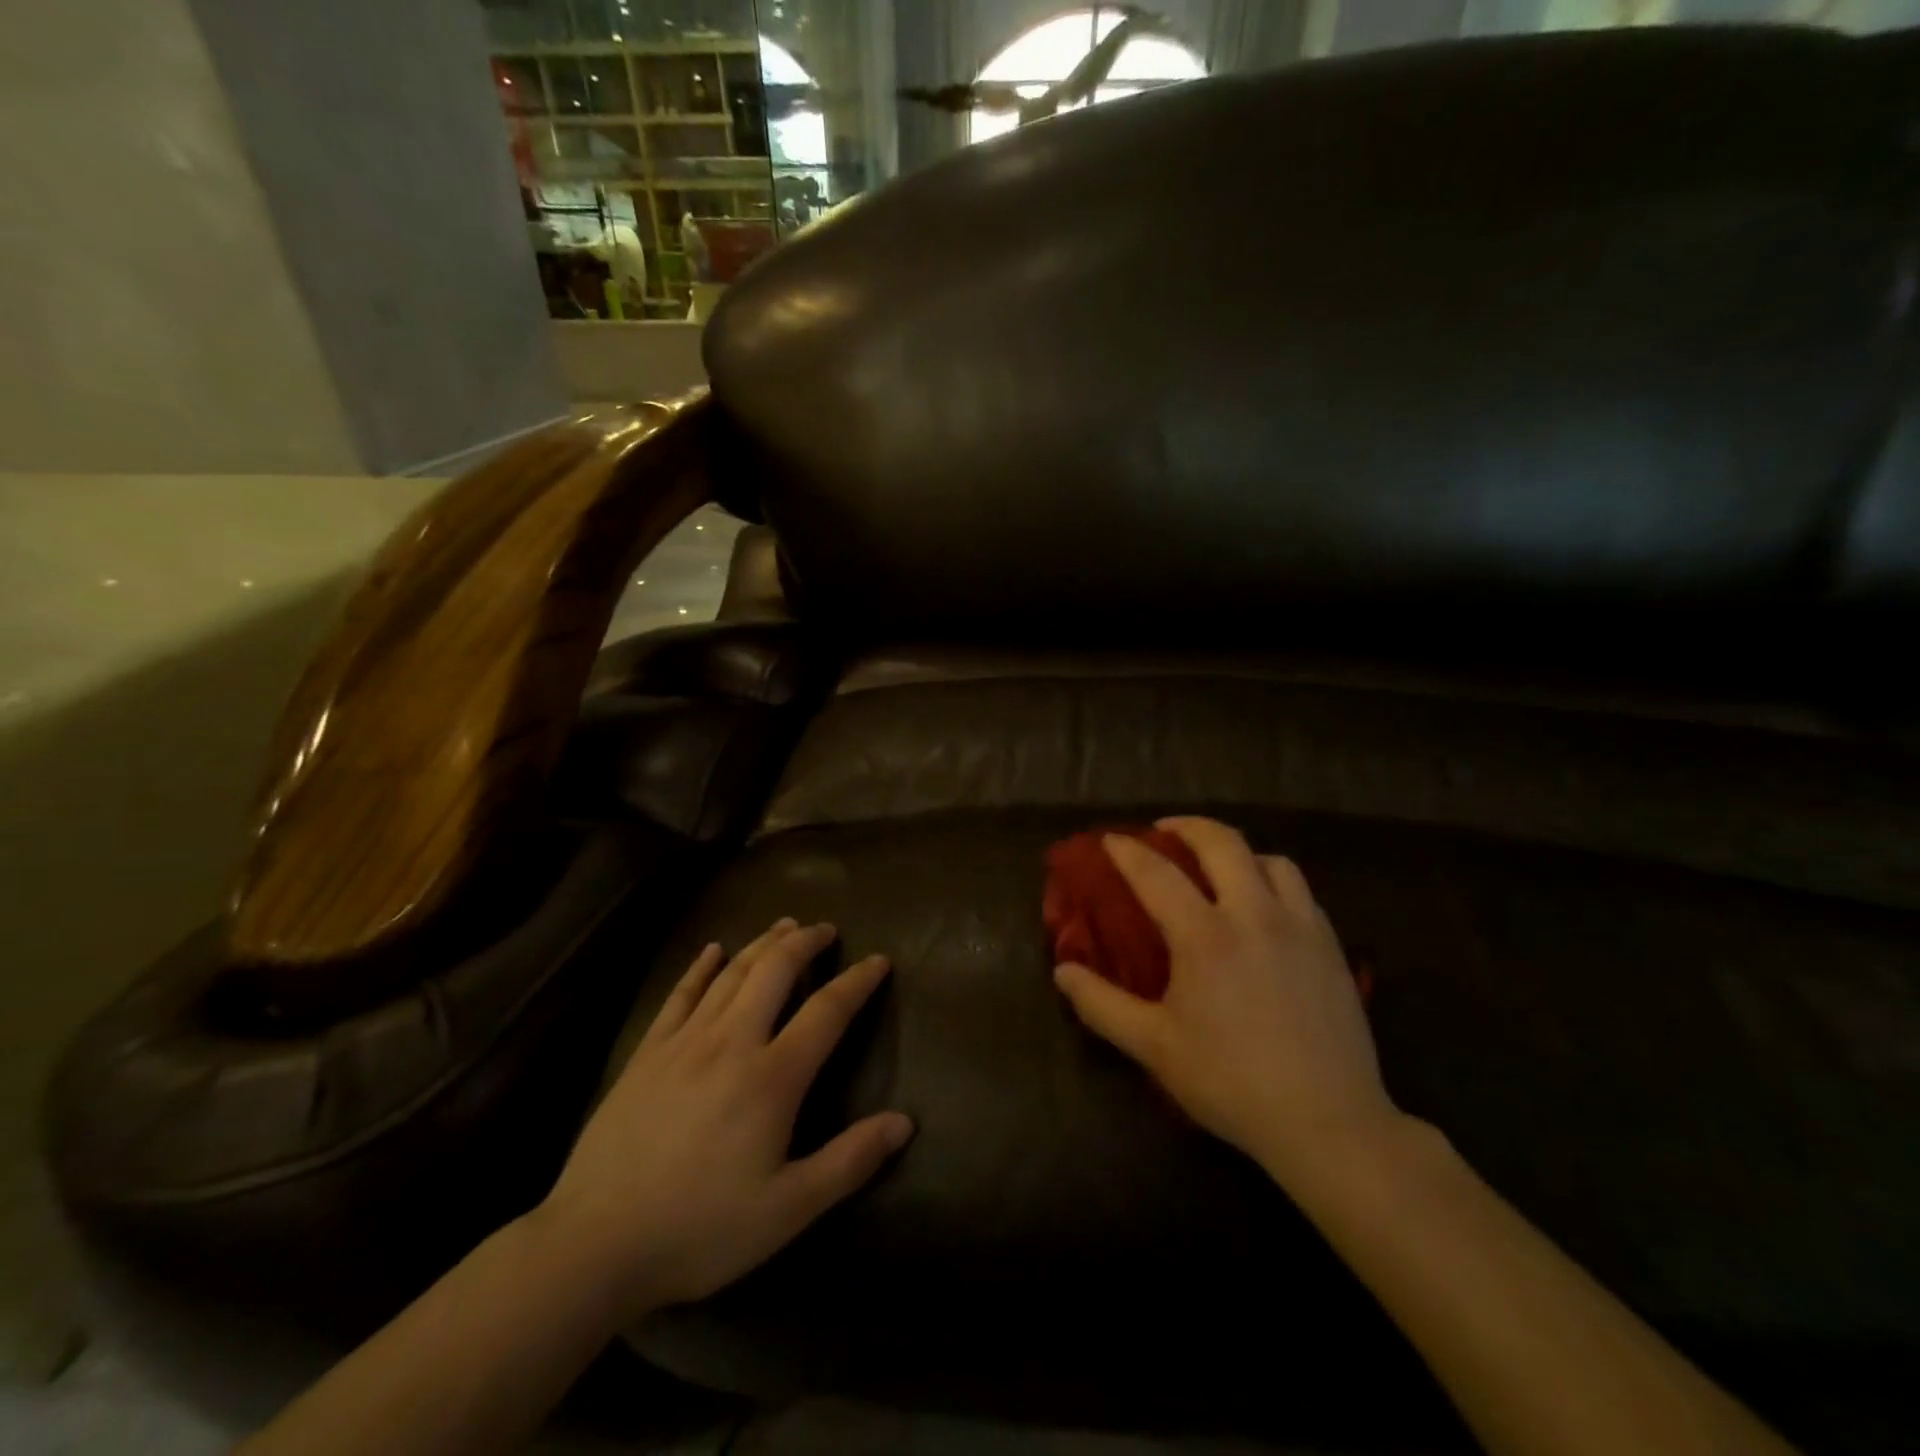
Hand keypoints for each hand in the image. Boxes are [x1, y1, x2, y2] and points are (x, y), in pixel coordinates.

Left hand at [533, 919, 911, 1324]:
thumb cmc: (701, 1228)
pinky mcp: (647, 1052)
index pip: (827, 1010)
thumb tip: (905, 1122)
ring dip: (762, 942)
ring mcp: (684, 1042)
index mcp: (772, 1077)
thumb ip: (849, 1161)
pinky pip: (680, 994)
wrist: (594, 1244)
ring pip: (731, 973)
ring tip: (785, 925)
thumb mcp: (788, 1210)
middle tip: (826, 928)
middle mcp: (732, 1042)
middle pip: (775, 970)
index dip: (857, 981)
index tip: (879, 960)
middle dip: (805, 942)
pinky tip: (712, 949)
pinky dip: (700, 966)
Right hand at [1053, 817, 1404, 1184]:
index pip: (1156, 874)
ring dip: (1237, 853)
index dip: (1128, 852)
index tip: (1111, 840)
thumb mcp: (1154, 1046)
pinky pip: (1300, 891)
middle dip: (1188, 826)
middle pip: (1222, 843)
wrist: (1328, 1122)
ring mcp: (1301, 926)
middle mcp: (1254, 915)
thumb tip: (1063, 972)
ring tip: (1219, 868)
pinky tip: (1264, 908)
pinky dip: (1273, 881)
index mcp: (1205, 936)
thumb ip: (1102, 1005)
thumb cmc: (1230, 1082)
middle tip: (1165, 831)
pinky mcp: (1332, 946)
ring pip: (1271, 860)